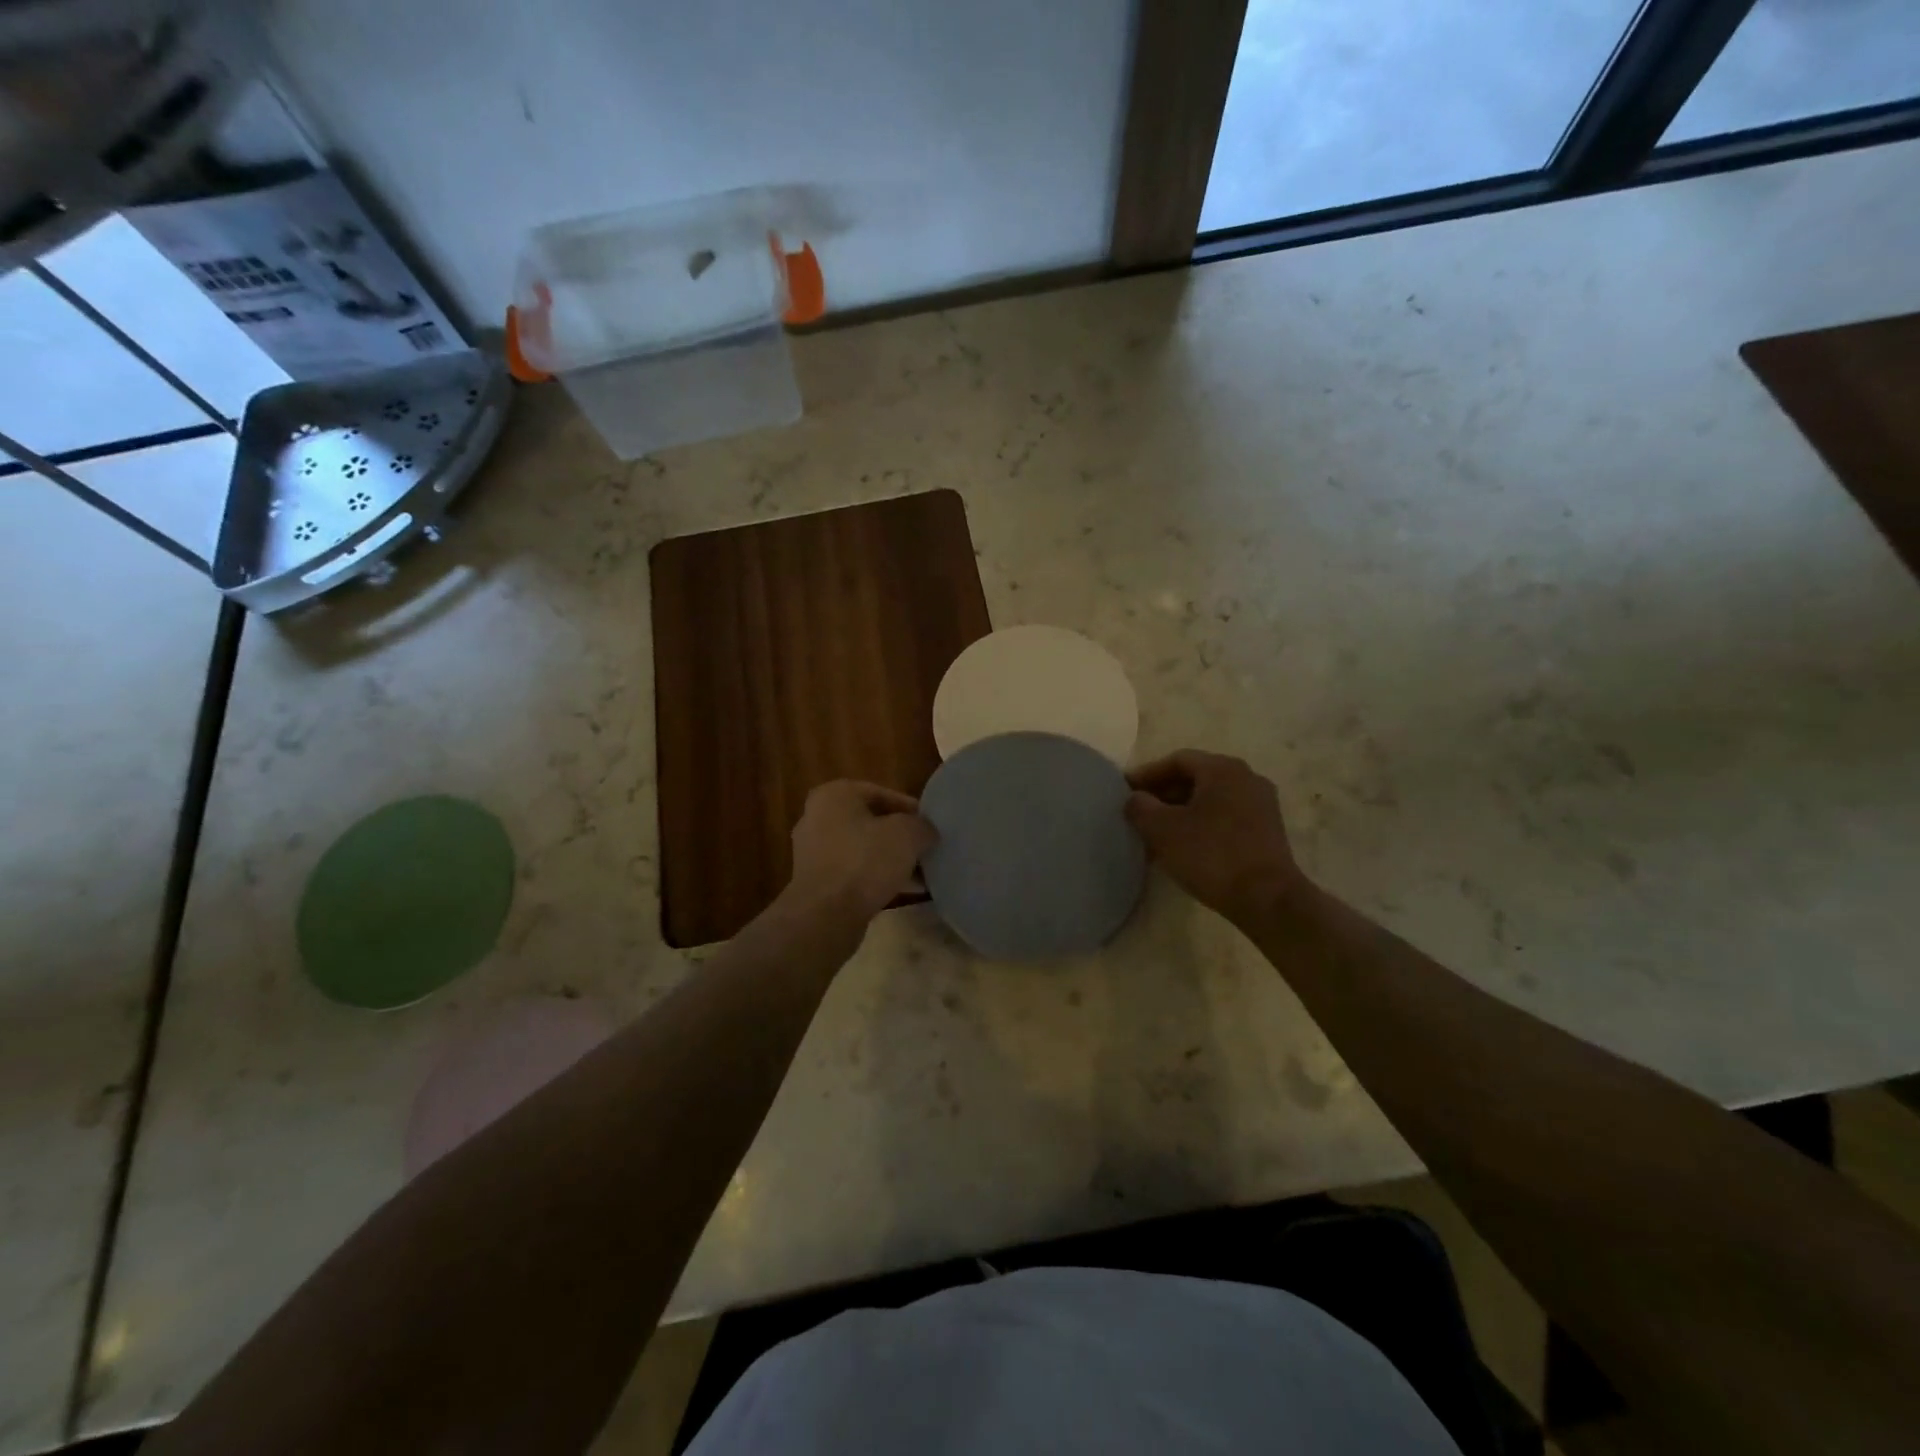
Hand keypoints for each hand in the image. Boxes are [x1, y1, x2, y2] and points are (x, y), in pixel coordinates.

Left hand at [787, 781, 936, 920]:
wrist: (826, 915)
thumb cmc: (865, 861)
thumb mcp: (907, 834)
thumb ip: (922, 826)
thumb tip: (926, 832)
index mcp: (834, 795)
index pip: (881, 793)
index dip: (910, 809)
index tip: (930, 826)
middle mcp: (817, 817)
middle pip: (870, 822)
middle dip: (899, 836)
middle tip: (925, 848)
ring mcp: (813, 851)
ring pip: (862, 848)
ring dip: (890, 859)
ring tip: (920, 874)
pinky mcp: (815, 881)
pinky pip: (853, 871)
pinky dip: (875, 877)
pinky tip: (902, 890)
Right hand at [1125, 750, 1304, 921]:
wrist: (1267, 899)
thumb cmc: (1211, 855)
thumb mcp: (1163, 830)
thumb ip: (1141, 807)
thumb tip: (1135, 798)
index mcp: (1223, 769)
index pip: (1177, 760)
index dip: (1147, 774)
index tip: (1124, 791)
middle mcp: (1246, 778)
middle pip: (1196, 778)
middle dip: (1163, 794)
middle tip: (1138, 813)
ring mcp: (1261, 805)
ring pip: (1210, 799)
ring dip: (1181, 812)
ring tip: (1156, 834)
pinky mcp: (1267, 831)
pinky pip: (1225, 817)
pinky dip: (1201, 825)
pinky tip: (1184, 847)